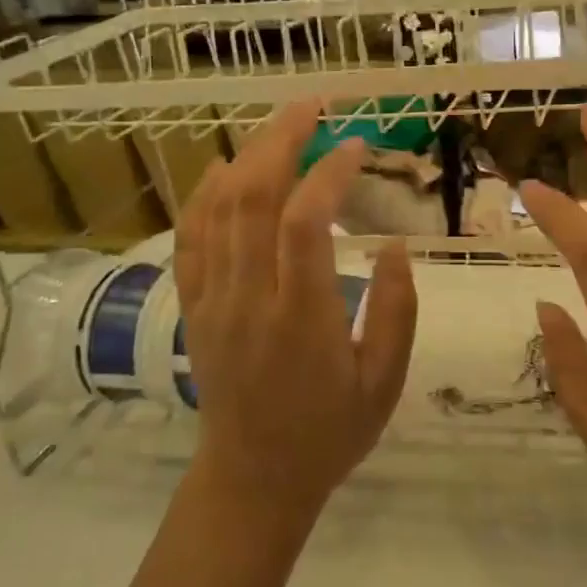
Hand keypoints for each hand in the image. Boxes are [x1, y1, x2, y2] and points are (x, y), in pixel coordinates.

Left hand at [174, 102, 416, 519]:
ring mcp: (212, 300)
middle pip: (253, 197)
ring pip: (218, 208)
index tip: (357, 145)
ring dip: (248, 155)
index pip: (304, 222)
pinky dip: (203, 193)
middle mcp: (249, 298)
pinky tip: (223, 165)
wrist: (253, 480)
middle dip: (282, 140)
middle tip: (313, 107)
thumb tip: (393, 245)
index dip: (329, 172)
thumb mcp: (385, 381)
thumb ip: (396, 310)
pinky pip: (189, 237)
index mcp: (301, 317)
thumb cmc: (330, 432)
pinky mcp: (194, 306)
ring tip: (281, 125)